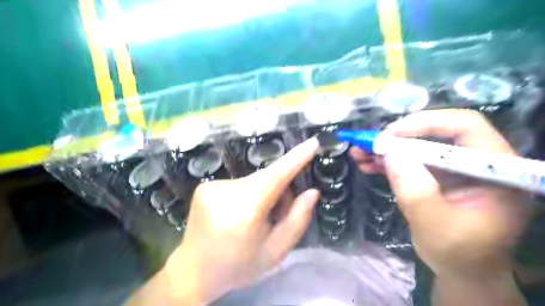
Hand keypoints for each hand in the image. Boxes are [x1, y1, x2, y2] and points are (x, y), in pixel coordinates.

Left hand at [161, 138, 319, 305]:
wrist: (194, 271)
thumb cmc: (239, 265)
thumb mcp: (275, 251)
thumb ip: (297, 220)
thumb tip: (312, 192)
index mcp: (245, 211)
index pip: (276, 176)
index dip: (296, 158)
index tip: (312, 143)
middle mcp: (225, 192)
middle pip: (266, 178)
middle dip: (281, 190)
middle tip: (280, 212)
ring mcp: (211, 186)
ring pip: (253, 180)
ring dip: (264, 193)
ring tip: (257, 218)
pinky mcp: (205, 186)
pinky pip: (239, 183)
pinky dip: (248, 193)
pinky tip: (239, 213)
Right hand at [351, 108, 530, 276]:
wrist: (460, 269)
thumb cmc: (457, 253)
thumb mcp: (435, 226)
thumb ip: (416, 191)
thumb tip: (390, 153)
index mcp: (496, 170)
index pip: (465, 128)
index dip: (425, 123)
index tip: (389, 135)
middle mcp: (476, 161)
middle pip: (436, 133)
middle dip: (397, 137)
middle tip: (367, 143)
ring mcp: (454, 168)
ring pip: (418, 145)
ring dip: (387, 148)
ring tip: (359, 152)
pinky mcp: (436, 174)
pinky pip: (410, 160)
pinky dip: (388, 160)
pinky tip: (368, 164)